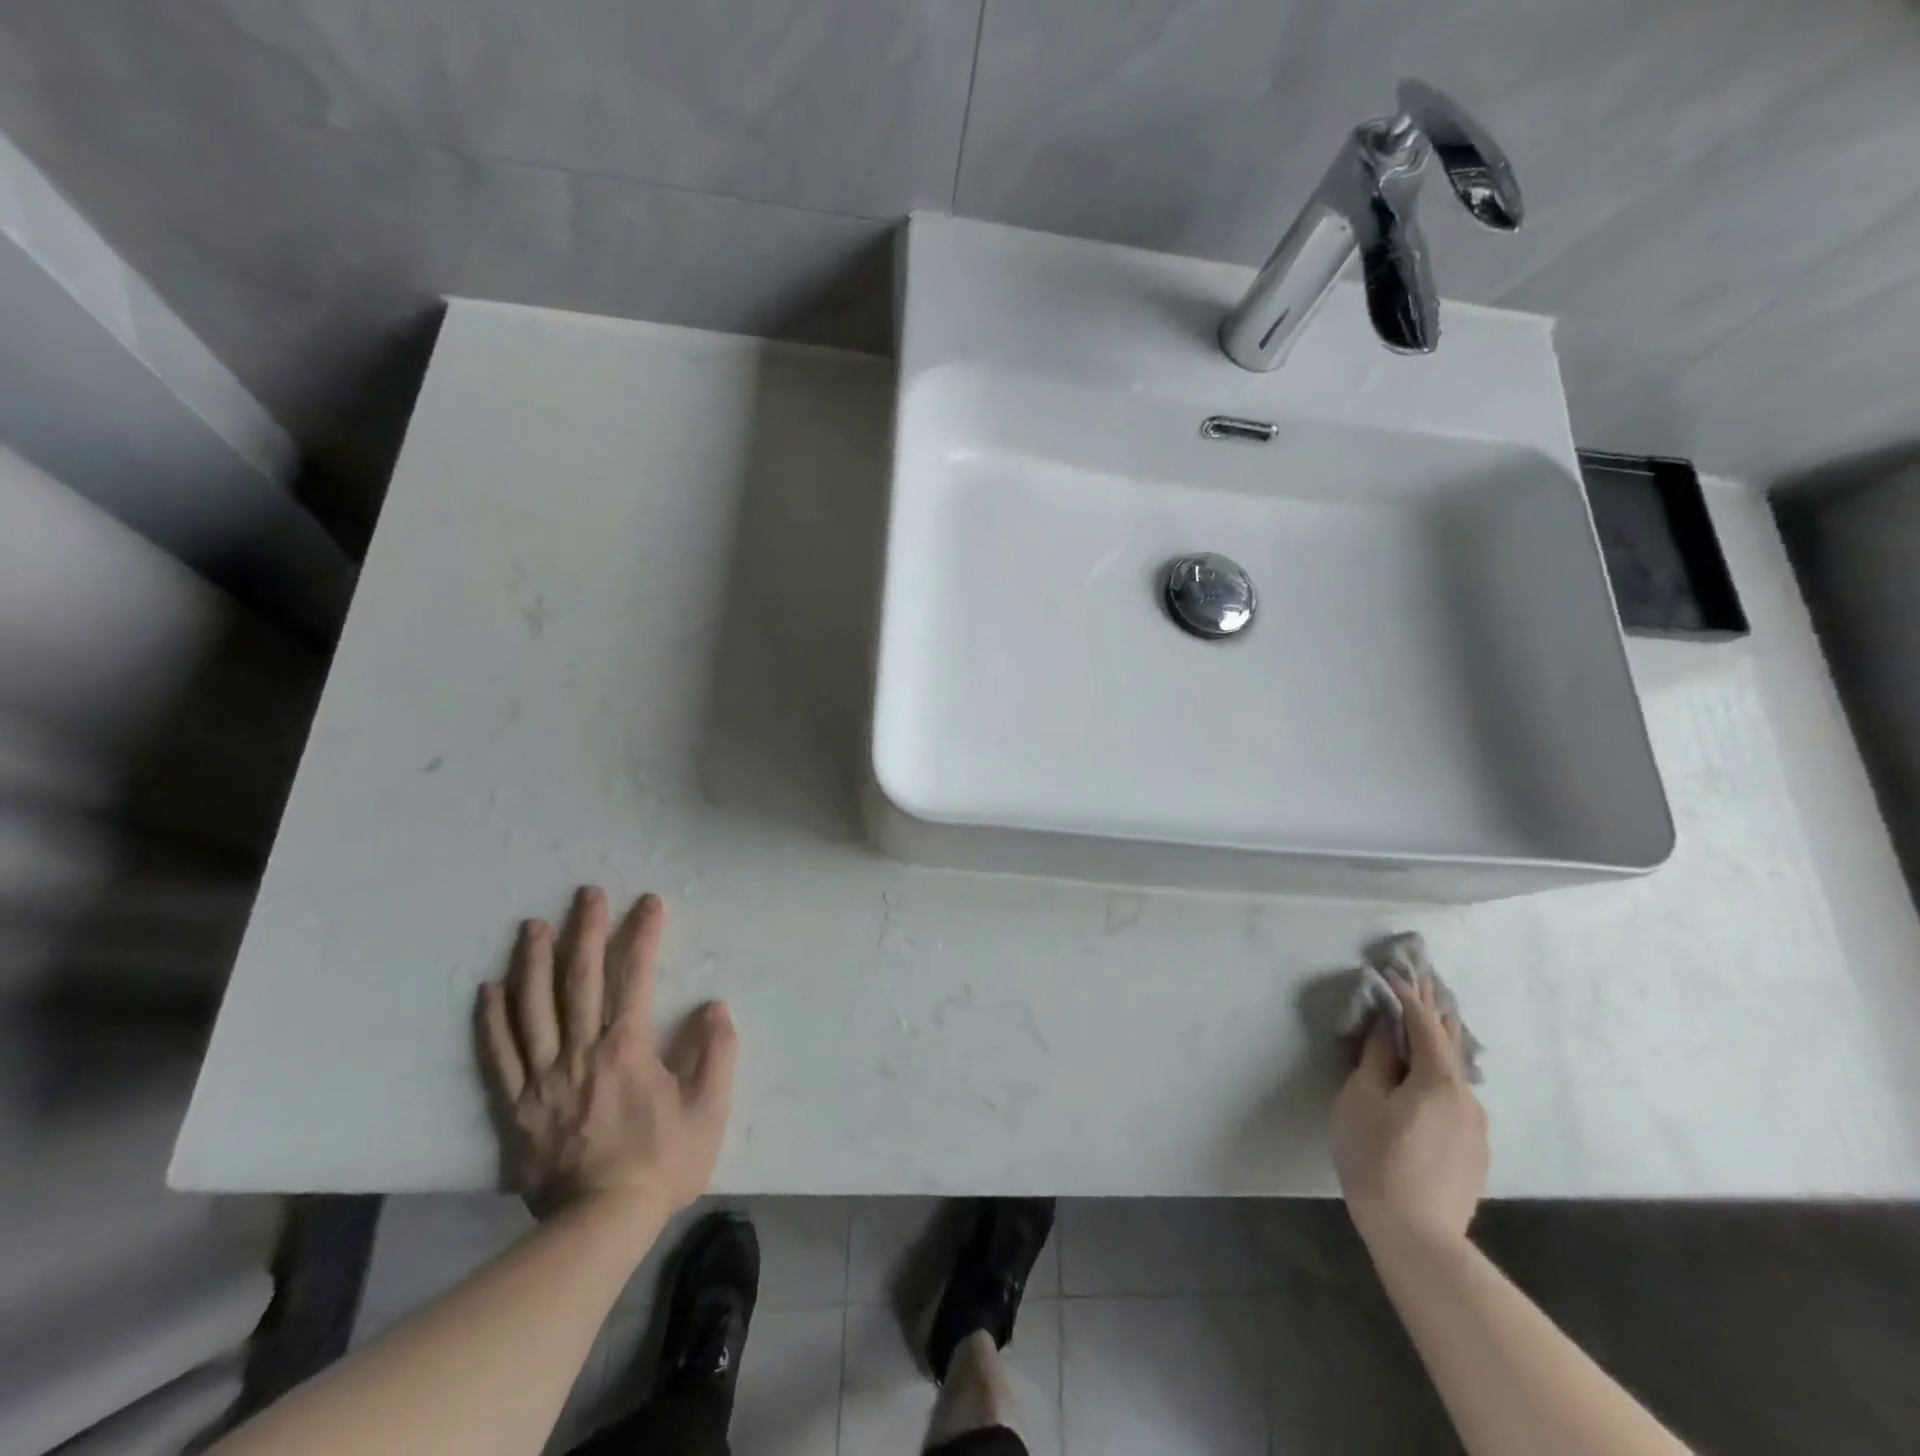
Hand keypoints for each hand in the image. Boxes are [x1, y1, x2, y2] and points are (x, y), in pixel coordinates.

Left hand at [476, 887, 737, 1219]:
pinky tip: (488, 988)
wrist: (598, 1228)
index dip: (642, 936)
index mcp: (627, 1049)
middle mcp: (580, 1052)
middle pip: (579, 980)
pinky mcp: (516, 1107)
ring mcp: (542, 1079)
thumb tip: (714, 1007)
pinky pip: (499, 1056)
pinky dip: (492, 1020)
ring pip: (533, 1008)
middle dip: (585, 931)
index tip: (648, 903)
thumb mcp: (708, 1110)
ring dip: (532, 962)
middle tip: (586, 894)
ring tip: (532, 925)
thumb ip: (715, 1053)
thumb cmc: (660, 1164)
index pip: (635, 978)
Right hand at [1331, 966, 1487, 1250]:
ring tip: (1426, 1024)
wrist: (1417, 1237)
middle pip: (1450, 1044)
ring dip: (1438, 1044)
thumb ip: (1376, 1058)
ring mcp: (1476, 1128)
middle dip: (1434, 1011)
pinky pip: (1456, 1099)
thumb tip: (1386, 1028)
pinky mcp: (1474, 1153)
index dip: (1408, 996)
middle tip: (1423, 980)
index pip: (1424, 1025)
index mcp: (1439, 1080)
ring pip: (1455, 1074)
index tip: (1393, 971)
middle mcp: (1468, 1098)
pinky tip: (1428, 1079)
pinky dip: (1440, 1075)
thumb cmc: (1376, 1157)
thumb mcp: (1361, 1099)